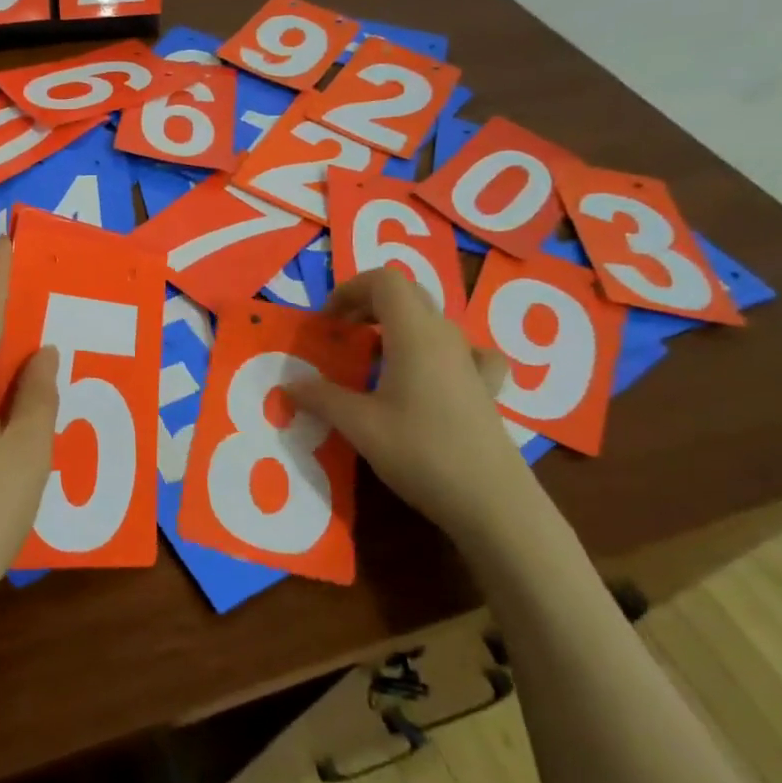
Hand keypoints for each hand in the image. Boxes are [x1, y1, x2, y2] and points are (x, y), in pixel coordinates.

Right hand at [286, 267, 548, 551]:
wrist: (492, 501)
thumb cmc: (420, 452)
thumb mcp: (359, 425)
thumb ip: (321, 398)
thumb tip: (289, 385)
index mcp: (414, 333)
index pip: (384, 281)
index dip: (349, 290)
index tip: (327, 322)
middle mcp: (445, 337)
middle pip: (407, 294)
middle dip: (368, 304)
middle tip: (342, 334)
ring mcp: (470, 362)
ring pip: (431, 321)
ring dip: (397, 327)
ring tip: (374, 360)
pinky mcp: (485, 389)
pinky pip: (464, 352)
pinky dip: (441, 352)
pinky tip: (435, 374)